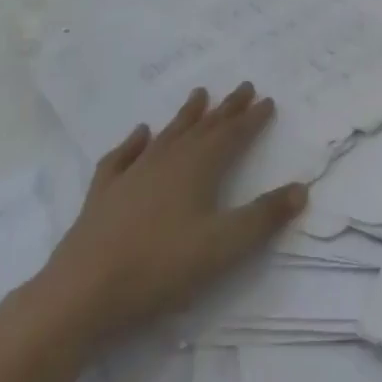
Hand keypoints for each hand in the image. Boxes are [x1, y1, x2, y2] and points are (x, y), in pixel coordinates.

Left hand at [30, 83, 305, 346]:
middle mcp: (167, 161)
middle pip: (203, 128)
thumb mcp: (224, 246)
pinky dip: (133, 143)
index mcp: (198, 168)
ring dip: (186, 116)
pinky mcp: (102, 196)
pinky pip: (121, 158)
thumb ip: (263, 217)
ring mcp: (132, 175)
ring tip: (199, 94)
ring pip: (167, 136)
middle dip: (226, 109)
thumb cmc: (160, 267)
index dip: (252, 119)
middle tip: (243, 87)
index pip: (232, 135)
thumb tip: (301, 188)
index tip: (268, 101)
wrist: (81, 294)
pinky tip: (139, 134)